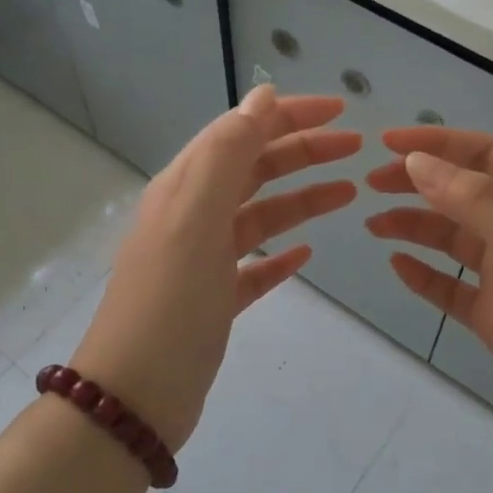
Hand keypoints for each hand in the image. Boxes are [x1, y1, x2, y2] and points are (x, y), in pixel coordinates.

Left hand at [73, 86, 361, 450]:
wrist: (136, 395)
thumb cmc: (170, 301)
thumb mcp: (196, 216)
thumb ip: (228, 153)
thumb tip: (262, 96)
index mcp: (185, 188)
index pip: (241, 132)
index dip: (289, 115)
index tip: (341, 110)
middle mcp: (192, 216)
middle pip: (255, 170)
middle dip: (304, 152)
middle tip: (356, 150)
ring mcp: (203, 261)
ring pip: (260, 216)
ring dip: (302, 200)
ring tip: (347, 194)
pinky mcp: (214, 302)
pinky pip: (254, 267)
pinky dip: (280, 256)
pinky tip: (307, 256)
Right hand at [366, 127, 492, 471]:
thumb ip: (477, 201)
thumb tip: (417, 162)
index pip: (488, 156)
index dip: (438, 144)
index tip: (386, 144)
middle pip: (465, 193)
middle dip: (419, 183)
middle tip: (370, 184)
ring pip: (454, 239)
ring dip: (415, 226)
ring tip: (374, 225)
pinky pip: (451, 286)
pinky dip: (424, 274)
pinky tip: (397, 266)